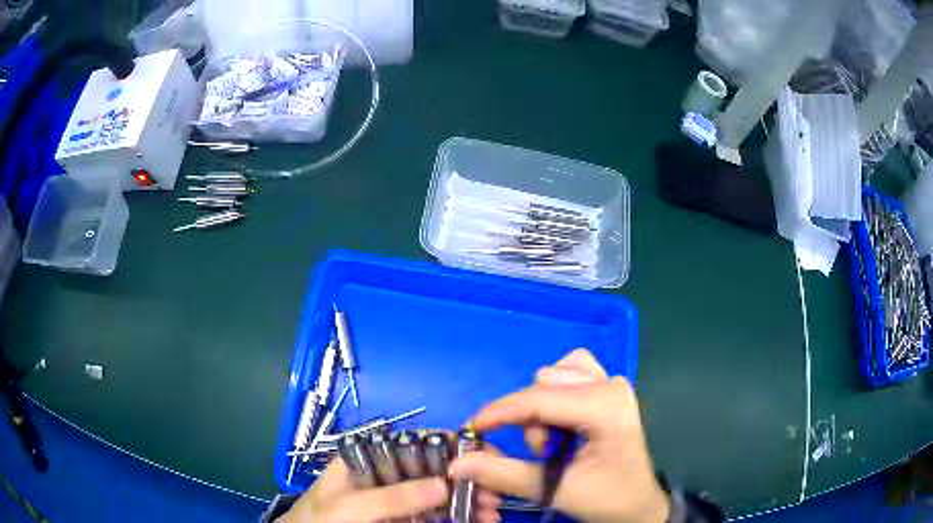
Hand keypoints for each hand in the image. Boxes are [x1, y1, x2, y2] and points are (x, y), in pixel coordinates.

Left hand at [278, 457, 501, 522]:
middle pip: (432, 469)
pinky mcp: (400, 519)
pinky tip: (477, 521)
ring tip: (492, 513)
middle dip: (466, 479)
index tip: (483, 454)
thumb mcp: (352, 506)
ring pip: (437, 494)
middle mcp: (384, 474)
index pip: (412, 441)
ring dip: (466, 501)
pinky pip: (432, 515)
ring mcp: (393, 498)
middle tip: (494, 494)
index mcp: (367, 457)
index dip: (449, 444)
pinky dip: (455, 518)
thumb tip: (446, 484)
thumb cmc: (320, 520)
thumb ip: (393, 497)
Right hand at [449, 349, 670, 522]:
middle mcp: (611, 384)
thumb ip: (504, 474)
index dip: (501, 412)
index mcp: (606, 407)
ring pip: (553, 375)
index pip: (540, 399)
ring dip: (541, 408)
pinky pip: (567, 372)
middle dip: (531, 420)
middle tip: (543, 454)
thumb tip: (458, 463)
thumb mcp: (556, 490)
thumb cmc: (607, 498)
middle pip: (544, 384)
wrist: (637, 502)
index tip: (473, 428)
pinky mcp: (607, 386)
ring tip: (555, 442)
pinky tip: (560, 419)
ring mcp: (612, 381)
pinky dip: (553, 395)